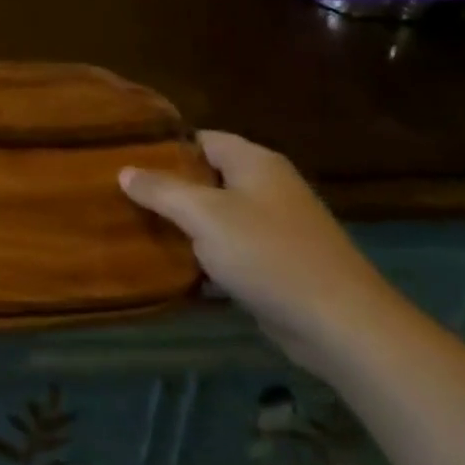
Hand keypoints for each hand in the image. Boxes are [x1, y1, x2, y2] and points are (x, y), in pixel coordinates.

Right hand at [120, 131, 404, 370]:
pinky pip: (230, 250)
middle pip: (206, 177)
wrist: (342, 326)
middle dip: (168, 188)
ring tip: (137, 229)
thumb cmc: (269, 255)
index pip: (201, 139)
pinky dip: (205, 256)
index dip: (164, 147)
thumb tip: (124, 171)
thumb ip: (161, 190)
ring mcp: (276, 227)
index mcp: (255, 162)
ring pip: (216, 216)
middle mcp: (267, 187)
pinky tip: (173, 268)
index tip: (124, 159)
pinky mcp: (278, 264)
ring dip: (183, 226)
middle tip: (123, 196)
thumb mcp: (204, 215)